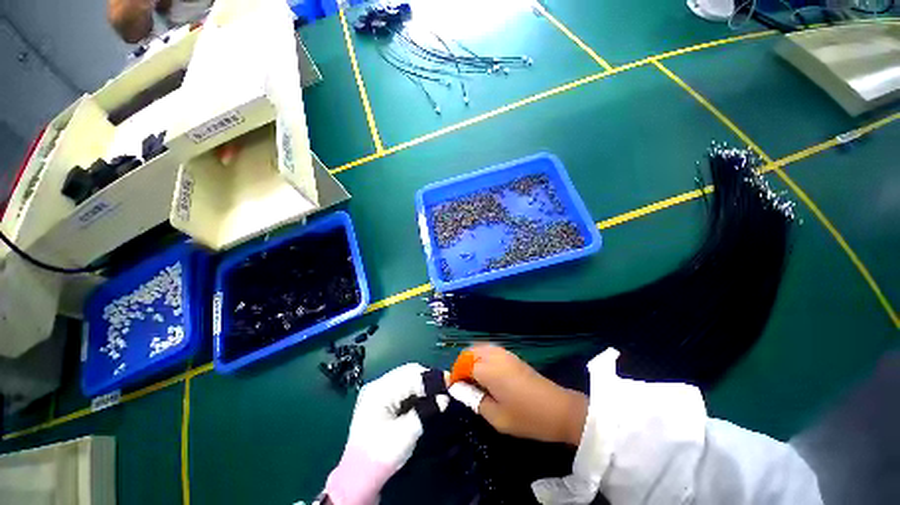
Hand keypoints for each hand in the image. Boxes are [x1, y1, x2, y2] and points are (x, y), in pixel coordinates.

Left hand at [325, 363, 448, 504]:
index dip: (431, 378)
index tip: (449, 383)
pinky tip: (424, 399)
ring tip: (437, 394)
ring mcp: (378, 392)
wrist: (359, 477)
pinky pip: (402, 388)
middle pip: (408, 372)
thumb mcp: (406, 434)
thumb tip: (445, 398)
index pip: (410, 374)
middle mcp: (378, 385)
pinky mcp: (381, 400)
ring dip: (423, 385)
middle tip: (445, 388)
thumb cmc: (382, 455)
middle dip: (428, 379)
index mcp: (380, 390)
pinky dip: (415, 391)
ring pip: (406, 378)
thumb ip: (426, 412)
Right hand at [466, 345, 588, 445]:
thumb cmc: (526, 417)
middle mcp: (494, 356)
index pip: (463, 365)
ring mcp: (504, 353)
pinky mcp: (512, 355)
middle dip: (461, 365)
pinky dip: (481, 358)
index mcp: (488, 369)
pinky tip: (486, 374)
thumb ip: (473, 399)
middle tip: (462, 386)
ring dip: (471, 360)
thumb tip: (457, 388)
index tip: (453, 389)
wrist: (558, 409)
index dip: (455, 376)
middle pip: (469, 352)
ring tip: (472, 381)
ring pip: (479, 349)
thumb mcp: (496, 417)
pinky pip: (489, 350)